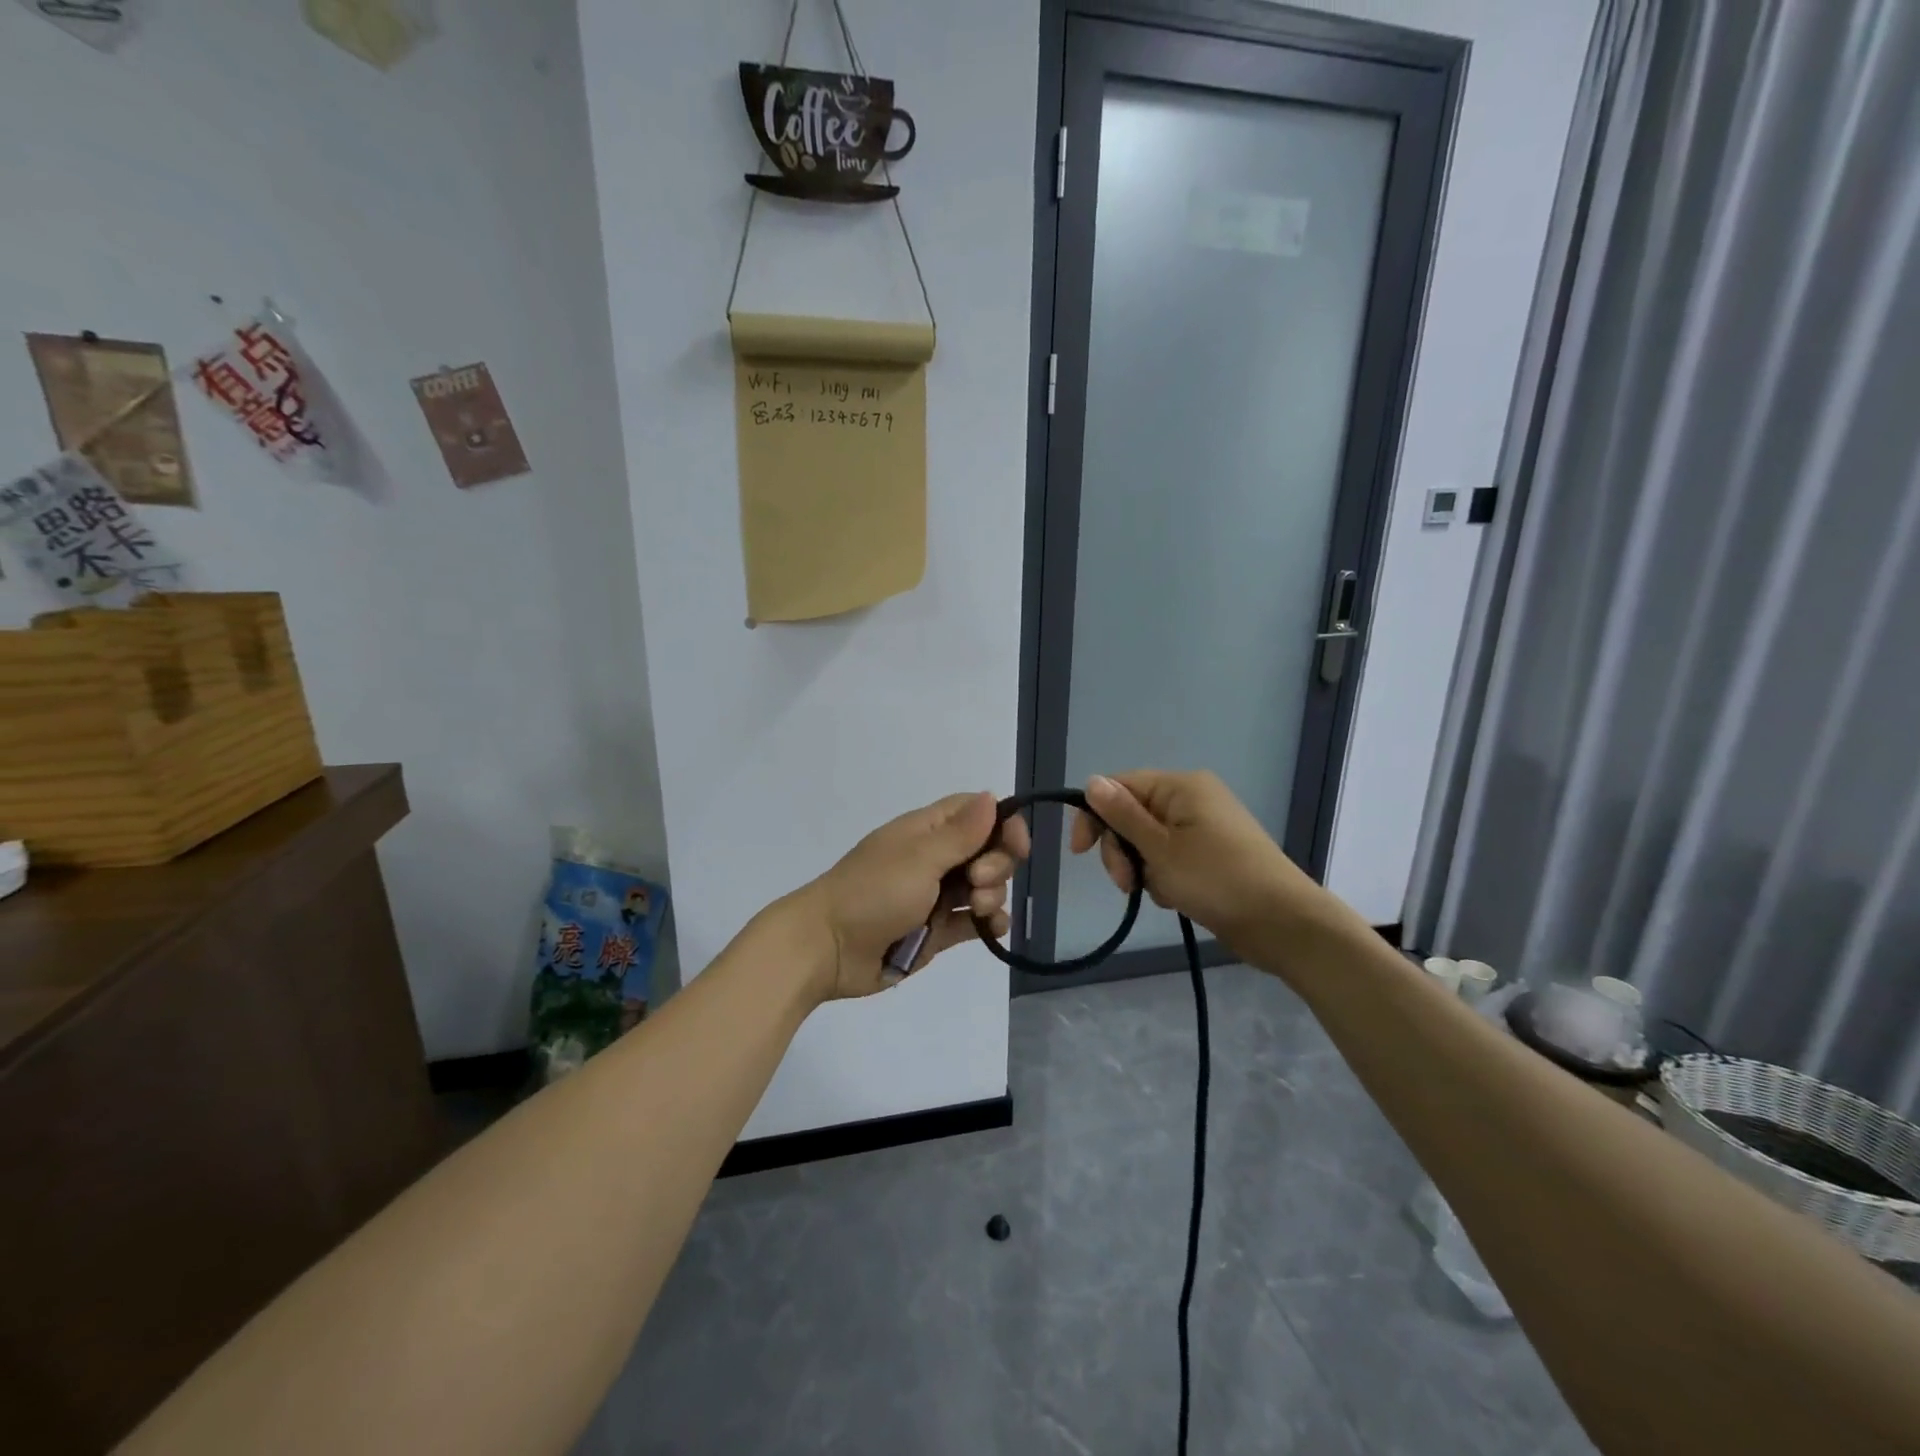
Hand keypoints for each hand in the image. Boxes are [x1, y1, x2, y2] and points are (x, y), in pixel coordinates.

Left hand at [800, 792, 1030, 1000]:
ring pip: (985, 886)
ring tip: (976, 909)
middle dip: (996, 864)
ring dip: (993, 894)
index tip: (1018, 845)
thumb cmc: (872, 893)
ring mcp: (936, 895)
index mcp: (927, 830)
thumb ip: (961, 833)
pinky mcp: (938, 930)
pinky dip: (990, 922)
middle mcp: (935, 858)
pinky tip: (993, 928)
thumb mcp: (920, 858)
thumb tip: (991, 796)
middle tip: (977, 880)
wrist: (827, 949)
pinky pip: (975, 920)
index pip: (976, 812)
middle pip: (988, 850)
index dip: (1003, 823)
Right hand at [1070, 771, 1321, 949]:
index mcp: (1181, 787)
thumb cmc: (1217, 879)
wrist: (1283, 923)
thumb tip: (1091, 782)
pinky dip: (1164, 877)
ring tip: (1159, 893)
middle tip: (1126, 883)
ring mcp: (1203, 828)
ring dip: (1143, 868)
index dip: (1094, 816)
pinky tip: (1175, 898)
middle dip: (1122, 850)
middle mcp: (1192, 800)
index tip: (1080, 853)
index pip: (1119, 786)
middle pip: (1132, 815)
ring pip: (1148, 842)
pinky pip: (1170, 859)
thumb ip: (1122, 815)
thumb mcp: (1160, 849)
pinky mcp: (1211, 855)